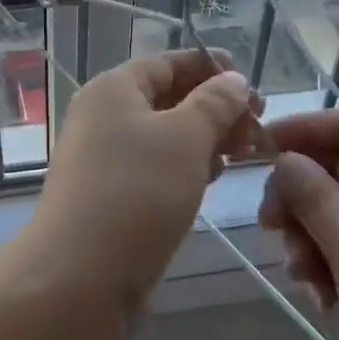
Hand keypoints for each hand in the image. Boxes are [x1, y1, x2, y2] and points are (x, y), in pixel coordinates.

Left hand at [16, 50, 260, 312]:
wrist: (79, 276)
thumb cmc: (136, 193)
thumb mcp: (185, 138)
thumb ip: (214, 104)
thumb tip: (233, 79)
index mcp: (113, 89)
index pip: (167, 63)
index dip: (210, 67)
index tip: (252, 83)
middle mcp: (102, 117)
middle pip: (166, 98)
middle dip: (214, 108)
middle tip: (258, 127)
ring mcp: (103, 158)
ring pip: (162, 136)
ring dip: (203, 139)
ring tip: (244, 153)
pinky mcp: (109, 196)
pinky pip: (154, 168)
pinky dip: (185, 167)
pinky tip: (212, 179)